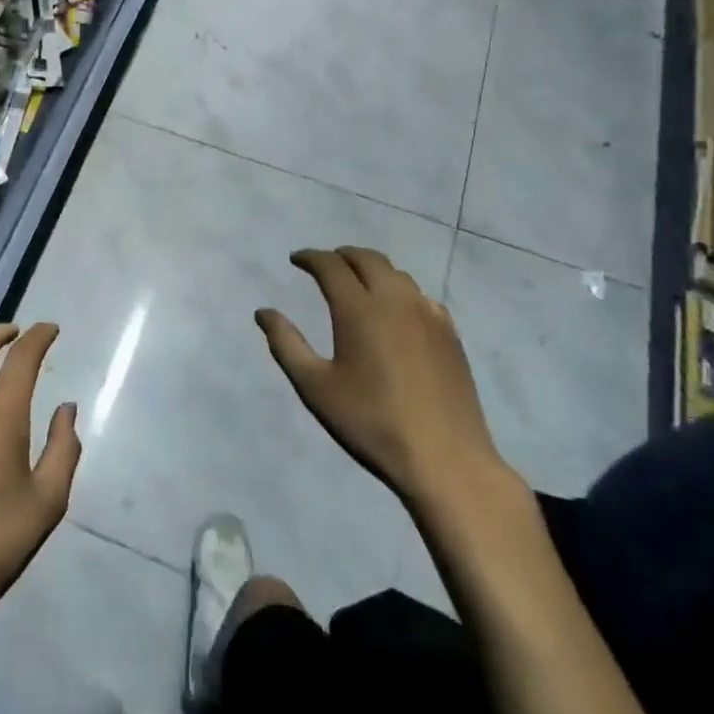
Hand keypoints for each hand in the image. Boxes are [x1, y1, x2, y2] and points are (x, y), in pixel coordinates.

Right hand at [256, 248, 518, 523]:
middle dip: (342, 255)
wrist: (444, 458)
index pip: (331, 266)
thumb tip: (264, 312)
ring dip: (371, 269)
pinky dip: (399, 290)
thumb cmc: (370, 422)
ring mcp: (428, 315)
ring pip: (397, 274)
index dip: (310, 257)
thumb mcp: (315, 387)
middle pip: (367, 259)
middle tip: (324, 264)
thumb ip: (286, 344)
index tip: (296, 260)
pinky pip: (420, 296)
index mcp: (359, 309)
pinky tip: (395, 310)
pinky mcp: (450, 334)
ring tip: (356, 282)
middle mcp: (396, 300)